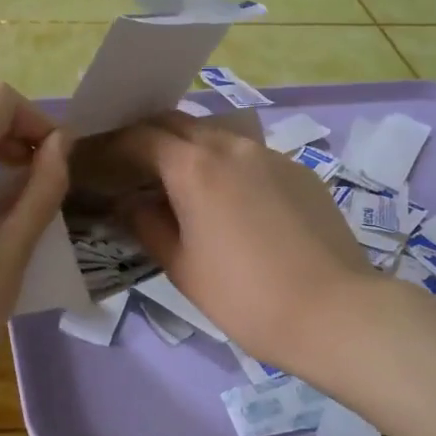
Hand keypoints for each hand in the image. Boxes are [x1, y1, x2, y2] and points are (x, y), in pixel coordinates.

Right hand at [110, 112, 389, 375]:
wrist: (334, 311)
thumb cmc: (245, 297)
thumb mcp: (183, 267)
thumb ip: (148, 226)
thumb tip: (130, 203)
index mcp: (194, 167)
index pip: (142, 137)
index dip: (115, 144)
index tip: (100, 158)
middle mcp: (231, 146)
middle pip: (178, 123)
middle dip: (150, 136)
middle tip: (133, 163)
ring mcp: (271, 154)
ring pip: (217, 135)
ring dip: (189, 147)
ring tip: (180, 181)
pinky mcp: (299, 171)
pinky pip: (251, 155)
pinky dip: (226, 164)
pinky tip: (231, 200)